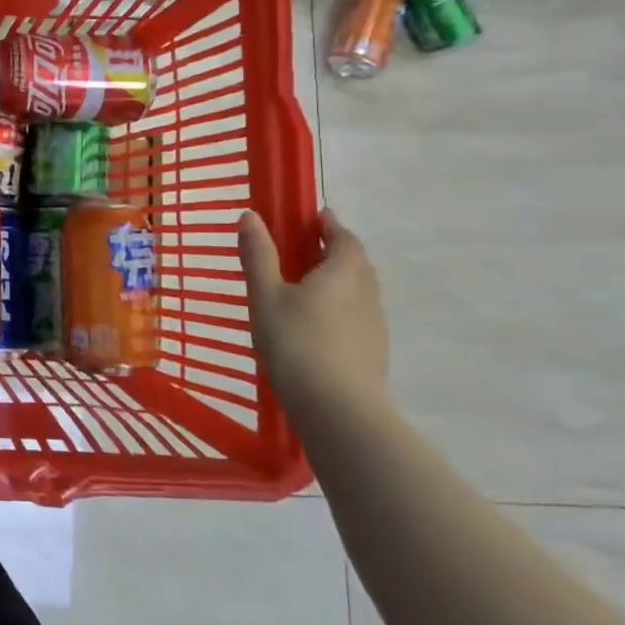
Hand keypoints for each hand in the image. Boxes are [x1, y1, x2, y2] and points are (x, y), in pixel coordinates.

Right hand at [237, 208, 388, 413]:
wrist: (338, 409)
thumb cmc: (296, 342)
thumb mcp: (266, 295)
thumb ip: (259, 254)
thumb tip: (251, 216)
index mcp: (343, 272)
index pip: (344, 238)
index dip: (330, 225)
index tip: (314, 217)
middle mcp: (366, 293)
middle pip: (355, 263)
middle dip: (333, 251)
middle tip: (303, 249)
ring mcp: (374, 325)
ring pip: (358, 291)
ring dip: (337, 280)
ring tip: (304, 286)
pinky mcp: (372, 351)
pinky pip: (356, 315)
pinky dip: (339, 307)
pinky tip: (315, 324)